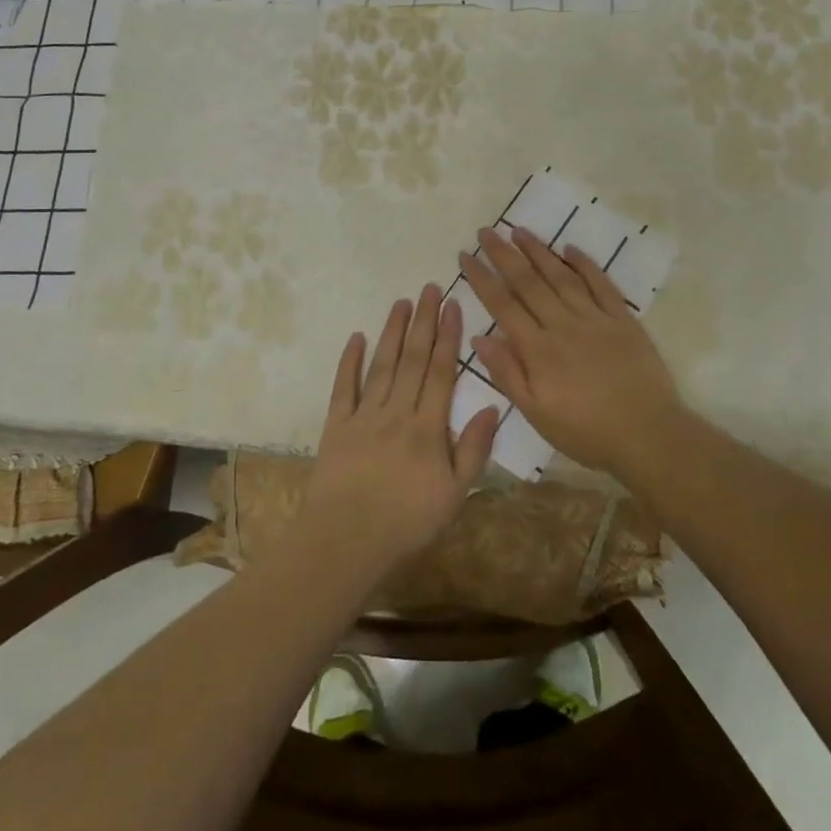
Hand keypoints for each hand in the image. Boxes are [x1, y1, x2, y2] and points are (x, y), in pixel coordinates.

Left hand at [300, 284, 501, 567]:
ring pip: (382, 365)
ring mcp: (364, 416)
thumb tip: (493, 406)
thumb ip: (473, 448)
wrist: (347, 541)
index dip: (449, 337)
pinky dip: (349, 361)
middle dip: (423, 322)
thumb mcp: (456, 494)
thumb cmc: (407, 522)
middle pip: (413, 360)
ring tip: (401, 302)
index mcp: (428, 427)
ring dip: (393, 332)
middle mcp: (397, 412)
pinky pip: (344, 387)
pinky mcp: (337, 425)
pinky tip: (356, 336)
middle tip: (429, 288)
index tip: (453, 306)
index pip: (441, 372)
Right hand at [459, 227, 685, 476]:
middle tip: (485, 231)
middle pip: (528, 282)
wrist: (648, 435)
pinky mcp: (622, 319)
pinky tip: (569, 248)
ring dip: (538, 251)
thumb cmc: (586, 432)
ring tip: (519, 230)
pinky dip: (584, 264)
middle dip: (503, 254)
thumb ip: (507, 373)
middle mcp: (563, 325)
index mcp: (538, 349)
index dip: (482, 278)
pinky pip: (600, 284)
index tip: (465, 255)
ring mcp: (595, 318)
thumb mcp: (537, 414)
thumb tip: (479, 337)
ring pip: (561, 276)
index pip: (502, 305)